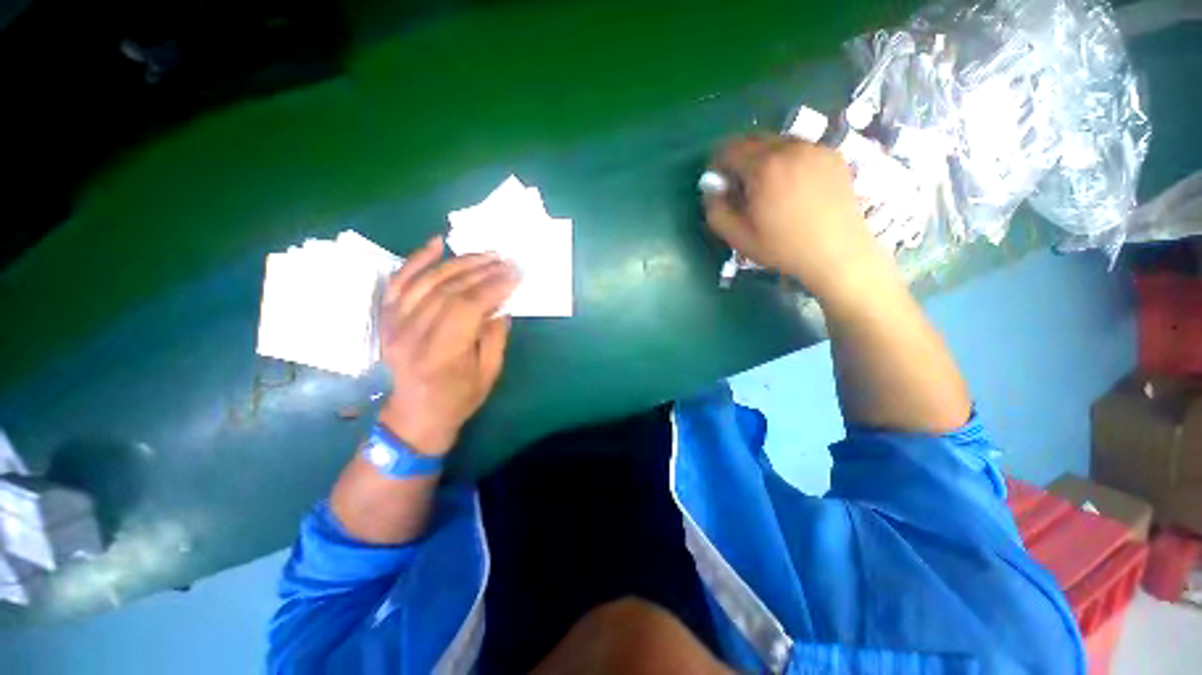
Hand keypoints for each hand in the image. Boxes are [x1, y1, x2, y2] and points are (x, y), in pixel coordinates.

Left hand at [377, 237, 519, 455]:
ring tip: (485, 254)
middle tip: (506, 260)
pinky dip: (417, 259)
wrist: (416, 415)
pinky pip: (399, 282)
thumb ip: (495, 335)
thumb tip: (501, 302)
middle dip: (482, 271)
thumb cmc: (458, 399)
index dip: (493, 286)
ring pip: (427, 281)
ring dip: (459, 262)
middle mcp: (412, 335)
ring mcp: (394, 324)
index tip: (515, 273)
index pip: (467, 307)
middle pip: (448, 290)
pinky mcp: (387, 318)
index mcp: (440, 354)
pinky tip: (437, 244)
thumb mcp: (489, 373)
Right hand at [704, 136, 884, 300]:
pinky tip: (792, 186)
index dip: (718, 163)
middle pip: (753, 140)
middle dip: (740, 158)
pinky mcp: (832, 155)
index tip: (719, 181)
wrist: (837, 252)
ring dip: (763, 158)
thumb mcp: (738, 237)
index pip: (729, 149)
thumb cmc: (783, 247)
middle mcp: (790, 148)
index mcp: (764, 167)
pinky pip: (799, 149)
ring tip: (767, 187)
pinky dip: (787, 160)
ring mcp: (814, 148)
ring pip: (777, 142)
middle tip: (740, 185)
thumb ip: (716, 210)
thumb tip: (711, 190)